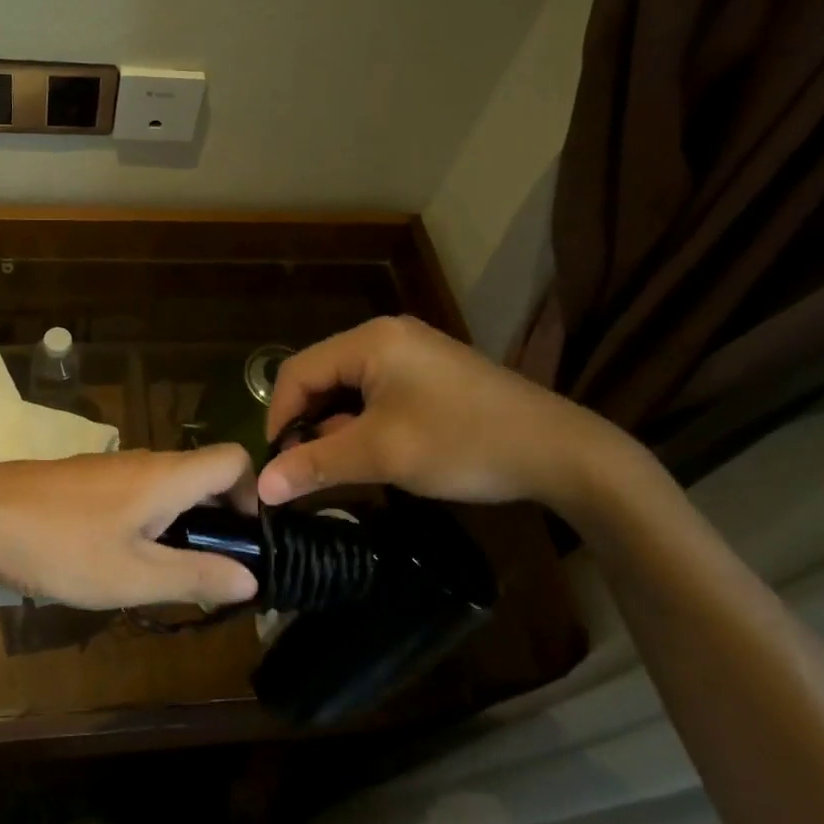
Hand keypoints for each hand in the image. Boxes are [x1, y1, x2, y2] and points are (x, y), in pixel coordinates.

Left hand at [0, 446, 260, 608]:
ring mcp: (111, 468)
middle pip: (204, 477)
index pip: (234, 459)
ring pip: (168, 488)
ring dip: (182, 527)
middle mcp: (146, 461)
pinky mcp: (84, 481)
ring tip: (166, 577)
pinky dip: (148, 523)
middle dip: (218, 522)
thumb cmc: (60, 546)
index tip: (245, 545)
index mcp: (167, 475)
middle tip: (211, 576)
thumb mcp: (133, 576)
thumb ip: (196, 576)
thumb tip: (253, 578)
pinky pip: (136, 494)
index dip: (252, 496)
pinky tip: (120, 561)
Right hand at [258, 315, 616, 508]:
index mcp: (370, 341)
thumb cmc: (463, 443)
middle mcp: (386, 336)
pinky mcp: (431, 373)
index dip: (278, 417)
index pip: (297, 371)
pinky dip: (364, 422)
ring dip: (335, 425)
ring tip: (338, 466)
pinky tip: (373, 452)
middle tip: (305, 469)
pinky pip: (377, 392)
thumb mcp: (383, 455)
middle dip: (307, 422)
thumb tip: (262, 487)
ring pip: (349, 387)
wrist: (561, 452)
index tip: (276, 465)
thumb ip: (316, 464)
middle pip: (322, 376)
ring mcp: (412, 352)